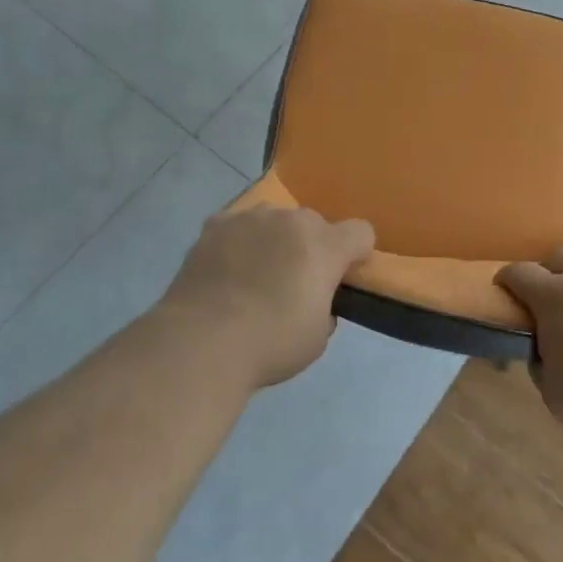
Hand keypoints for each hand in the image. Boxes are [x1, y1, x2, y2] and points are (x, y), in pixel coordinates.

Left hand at [160, 205, 375, 389]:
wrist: (202, 341)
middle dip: (311, 247)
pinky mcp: (216, 224)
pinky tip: (224, 270)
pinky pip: (238, 226)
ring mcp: (250, 217)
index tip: (343, 277)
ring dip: (274, 240)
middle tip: (293, 283)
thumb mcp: (317, 338)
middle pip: (314, 224)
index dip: (356, 253)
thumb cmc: (270, 344)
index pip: (360, 232)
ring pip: (274, 221)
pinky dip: (238, 242)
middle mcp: (291, 220)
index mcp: (324, 246)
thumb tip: (315, 300)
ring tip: (253, 276)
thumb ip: (325, 307)